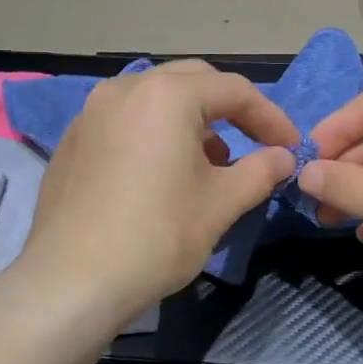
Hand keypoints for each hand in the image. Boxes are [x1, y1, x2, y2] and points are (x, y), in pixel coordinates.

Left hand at [18, 61, 298, 328]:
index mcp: (167, 95)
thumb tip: (283, 157)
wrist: (72, 281)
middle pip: (192, 82)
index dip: (270, 118)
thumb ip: (260, 171)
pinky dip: (154, 134)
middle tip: (253, 144)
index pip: (234, 91)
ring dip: (191, 121)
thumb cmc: (157, 236)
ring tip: (209, 163)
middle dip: (229, 110)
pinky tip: (161, 175)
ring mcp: (91, 113)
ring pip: (155, 99)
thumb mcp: (221, 204)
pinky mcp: (73, 141)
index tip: (290, 148)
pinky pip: (125, 122)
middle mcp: (125, 88)